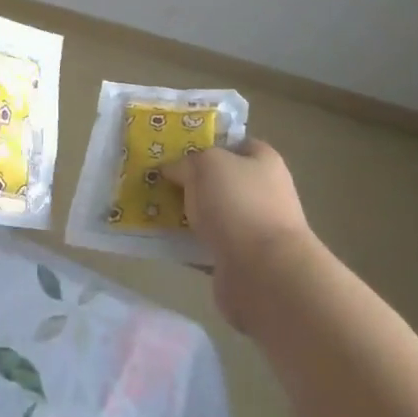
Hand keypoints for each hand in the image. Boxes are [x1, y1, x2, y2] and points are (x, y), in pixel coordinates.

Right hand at [163, 139, 316, 332]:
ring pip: (212, 214)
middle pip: (221, 181)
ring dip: (188, 214)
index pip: (236, 144)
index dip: (207, 144)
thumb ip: (187, 162)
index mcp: (264, 162)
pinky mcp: (240, 259)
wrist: (264, 272)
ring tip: (153, 209)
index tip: (176, 150)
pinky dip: (188, 244)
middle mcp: (263, 193)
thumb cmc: (239, 204)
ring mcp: (253, 228)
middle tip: (157, 180)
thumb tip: (172, 170)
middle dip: (191, 182)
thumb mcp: (206, 164)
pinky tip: (164, 240)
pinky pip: (207, 244)